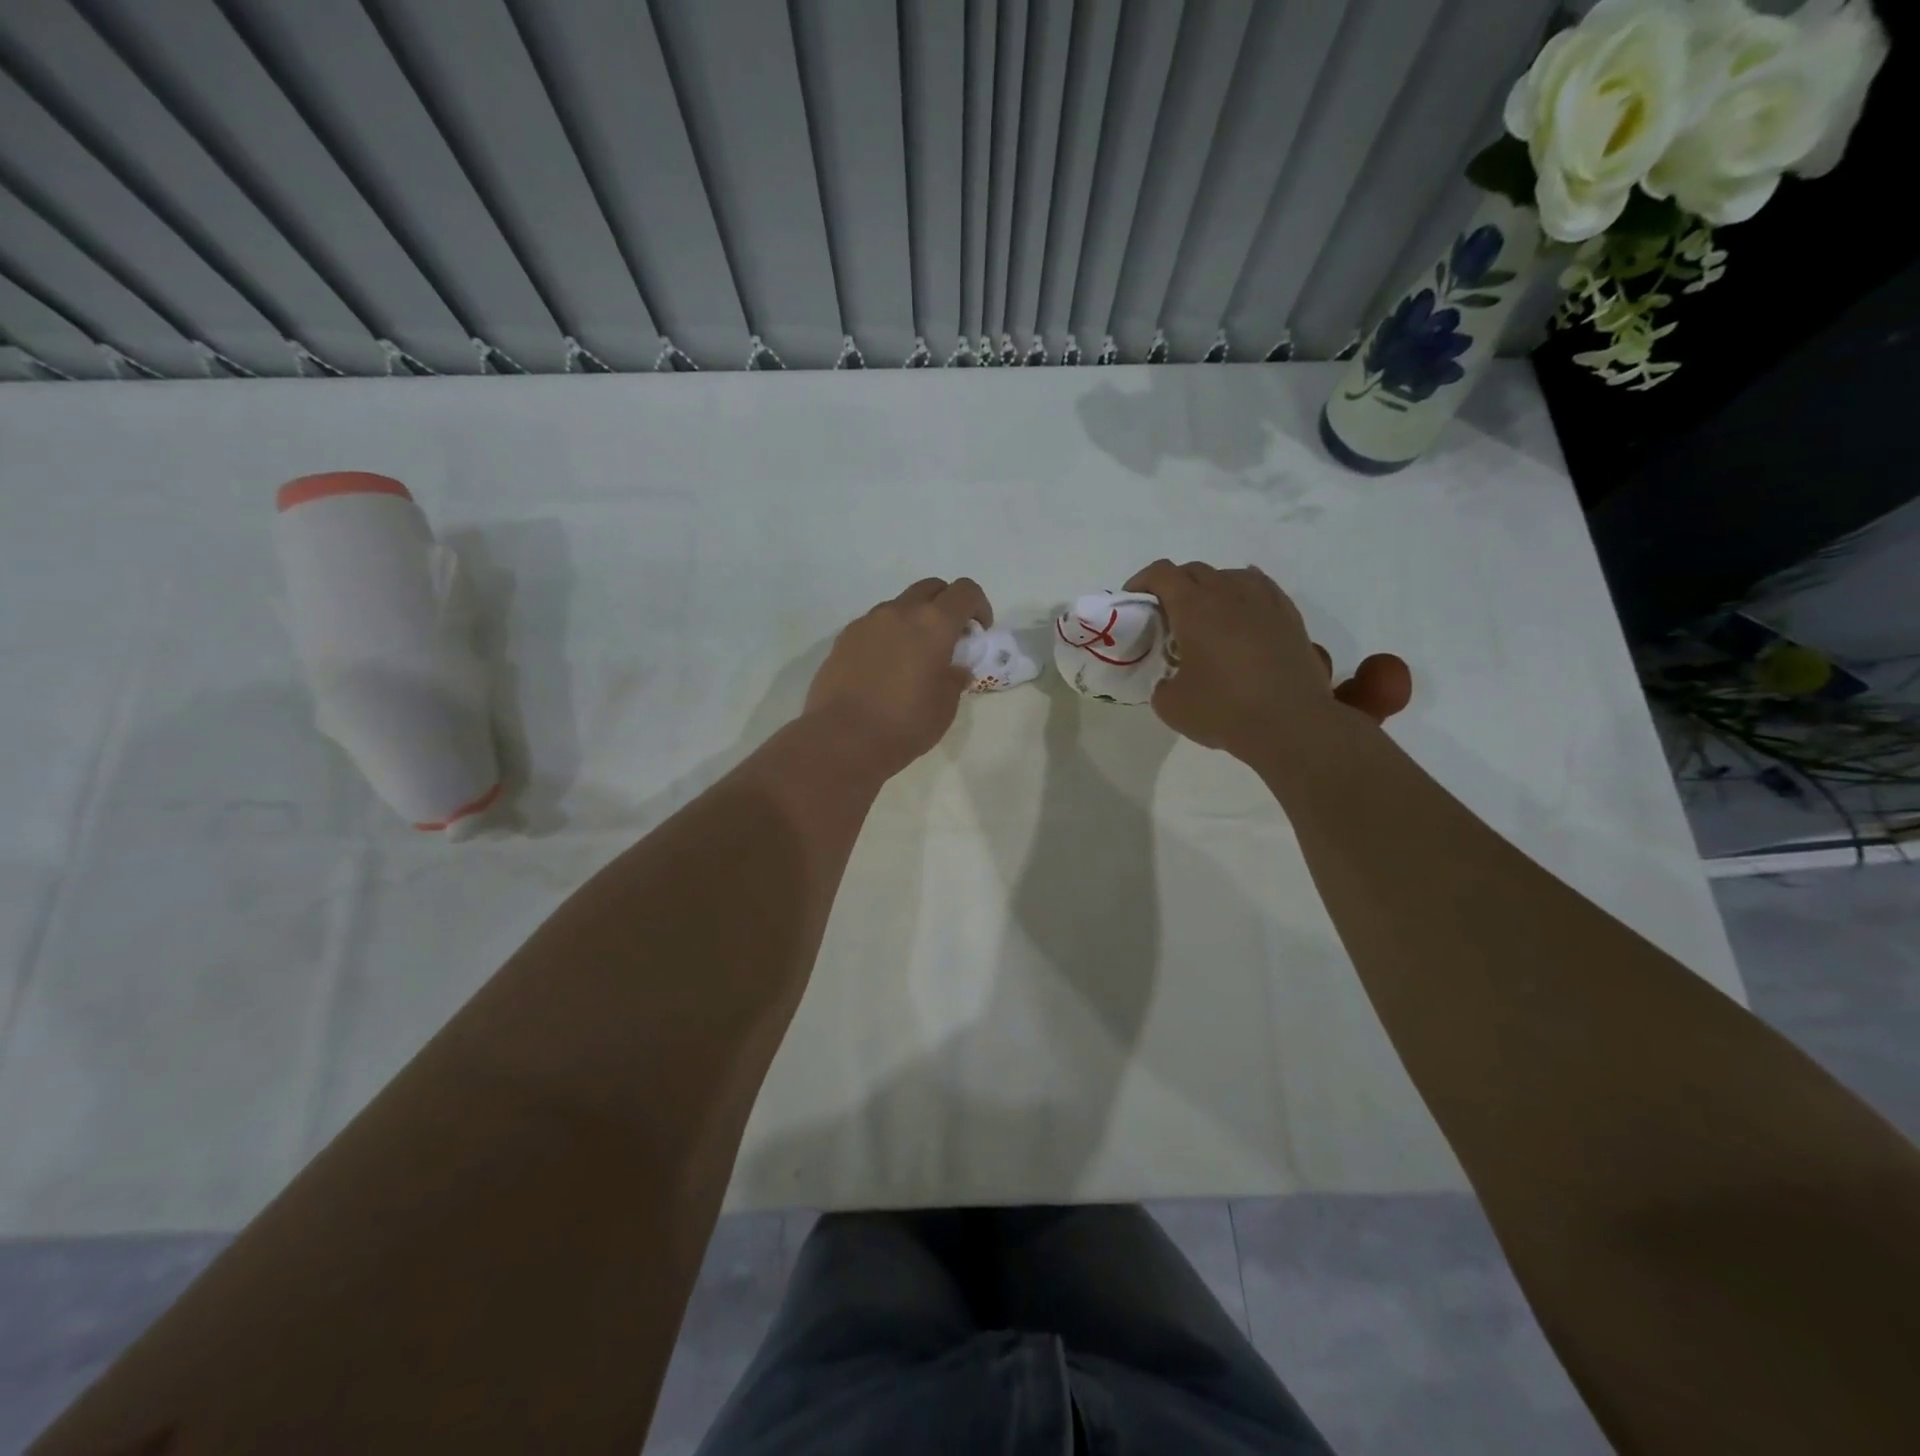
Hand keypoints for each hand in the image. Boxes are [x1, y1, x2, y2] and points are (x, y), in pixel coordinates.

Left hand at [804, 576, 991, 774]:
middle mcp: (899, 612)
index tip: (978, 632)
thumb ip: (955, 678)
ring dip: (914, 620)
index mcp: (933, 624)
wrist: (843, 739)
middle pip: (930, 588)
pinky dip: (888, 636)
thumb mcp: (945, 706)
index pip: (965, 591)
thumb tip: (954, 669)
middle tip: (949, 638)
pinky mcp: (844, 638)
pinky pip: (874, 626)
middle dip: (946, 605)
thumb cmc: (905, 724)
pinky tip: (884, 669)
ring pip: (899, 606)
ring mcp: (867, 622)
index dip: (979, 606)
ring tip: (913, 657)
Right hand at [1124, 559, 1410, 760]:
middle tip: (1166, 613)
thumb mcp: (1171, 705)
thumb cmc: (1224, 710)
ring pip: (1231, 575)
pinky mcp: (1289, 618)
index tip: (1134, 600)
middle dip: (1175, 585)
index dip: (1142, 581)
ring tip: (1206, 613)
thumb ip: (1162, 684)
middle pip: (1195, 570)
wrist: (1291, 724)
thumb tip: (1170, 680)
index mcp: (1194, 609)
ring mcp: (1264, 602)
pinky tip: (1243, 611)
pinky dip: (1244, 594)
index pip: (1162, 574)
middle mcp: (1229, 594)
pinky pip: (1262, 589)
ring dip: (1211, 587)